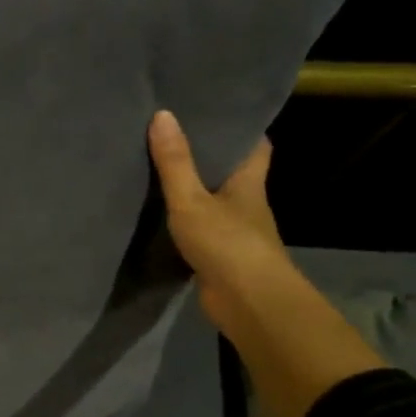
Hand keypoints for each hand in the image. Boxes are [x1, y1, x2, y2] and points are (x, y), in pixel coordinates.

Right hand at [148, 110, 285, 317]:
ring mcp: (235, 233)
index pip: (256, 146)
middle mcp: (247, 204)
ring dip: (195, 192)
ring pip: (214, 203)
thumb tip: (162, 114)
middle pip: (232, 173)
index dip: (241, 129)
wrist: (248, 303)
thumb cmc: (227, 243)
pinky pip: (200, 231)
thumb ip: (175, 162)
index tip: (216, 113)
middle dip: (210, 157)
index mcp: (249, 182)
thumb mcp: (192, 199)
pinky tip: (160, 217)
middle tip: (175, 136)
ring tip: (160, 171)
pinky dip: (184, 223)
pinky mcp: (220, 257)